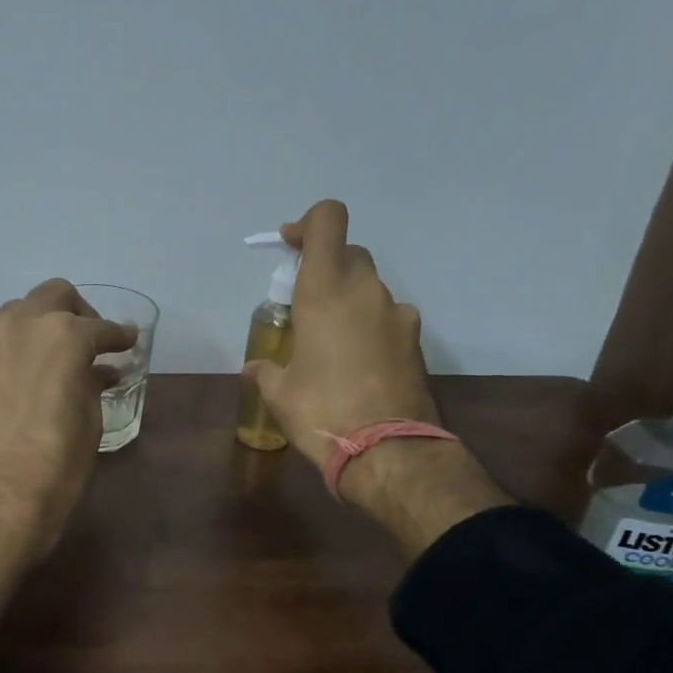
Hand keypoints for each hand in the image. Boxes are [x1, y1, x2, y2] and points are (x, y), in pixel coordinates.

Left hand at [0, 280, 135, 635]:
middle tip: (90, 341)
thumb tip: (100, 371)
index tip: (129, 342)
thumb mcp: (89, 421)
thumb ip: (93, 383)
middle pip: (54, 295)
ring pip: (18, 312)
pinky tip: (24, 375)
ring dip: (41, 323)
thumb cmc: (56, 466)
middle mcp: (22, 325)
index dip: (119, 336)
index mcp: (63, 336)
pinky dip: (15, 347)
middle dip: (78, 312)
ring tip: (54, 355)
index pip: (100, 327)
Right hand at [245, 199, 507, 553]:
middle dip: (325, 268)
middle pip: (348, 254)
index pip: (328, 220)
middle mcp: (366, 291)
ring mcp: (398, 315)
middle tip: (302, 305)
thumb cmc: (322, 412)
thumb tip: (256, 368)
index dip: (307, 224)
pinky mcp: (416, 342)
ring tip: (330, 343)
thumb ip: (266, 370)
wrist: (389, 453)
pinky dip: (370, 328)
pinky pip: (387, 319)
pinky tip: (357, 365)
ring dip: (349, 301)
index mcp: (326, 290)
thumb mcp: (279, 393)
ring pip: (370, 288)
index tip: (289, 248)